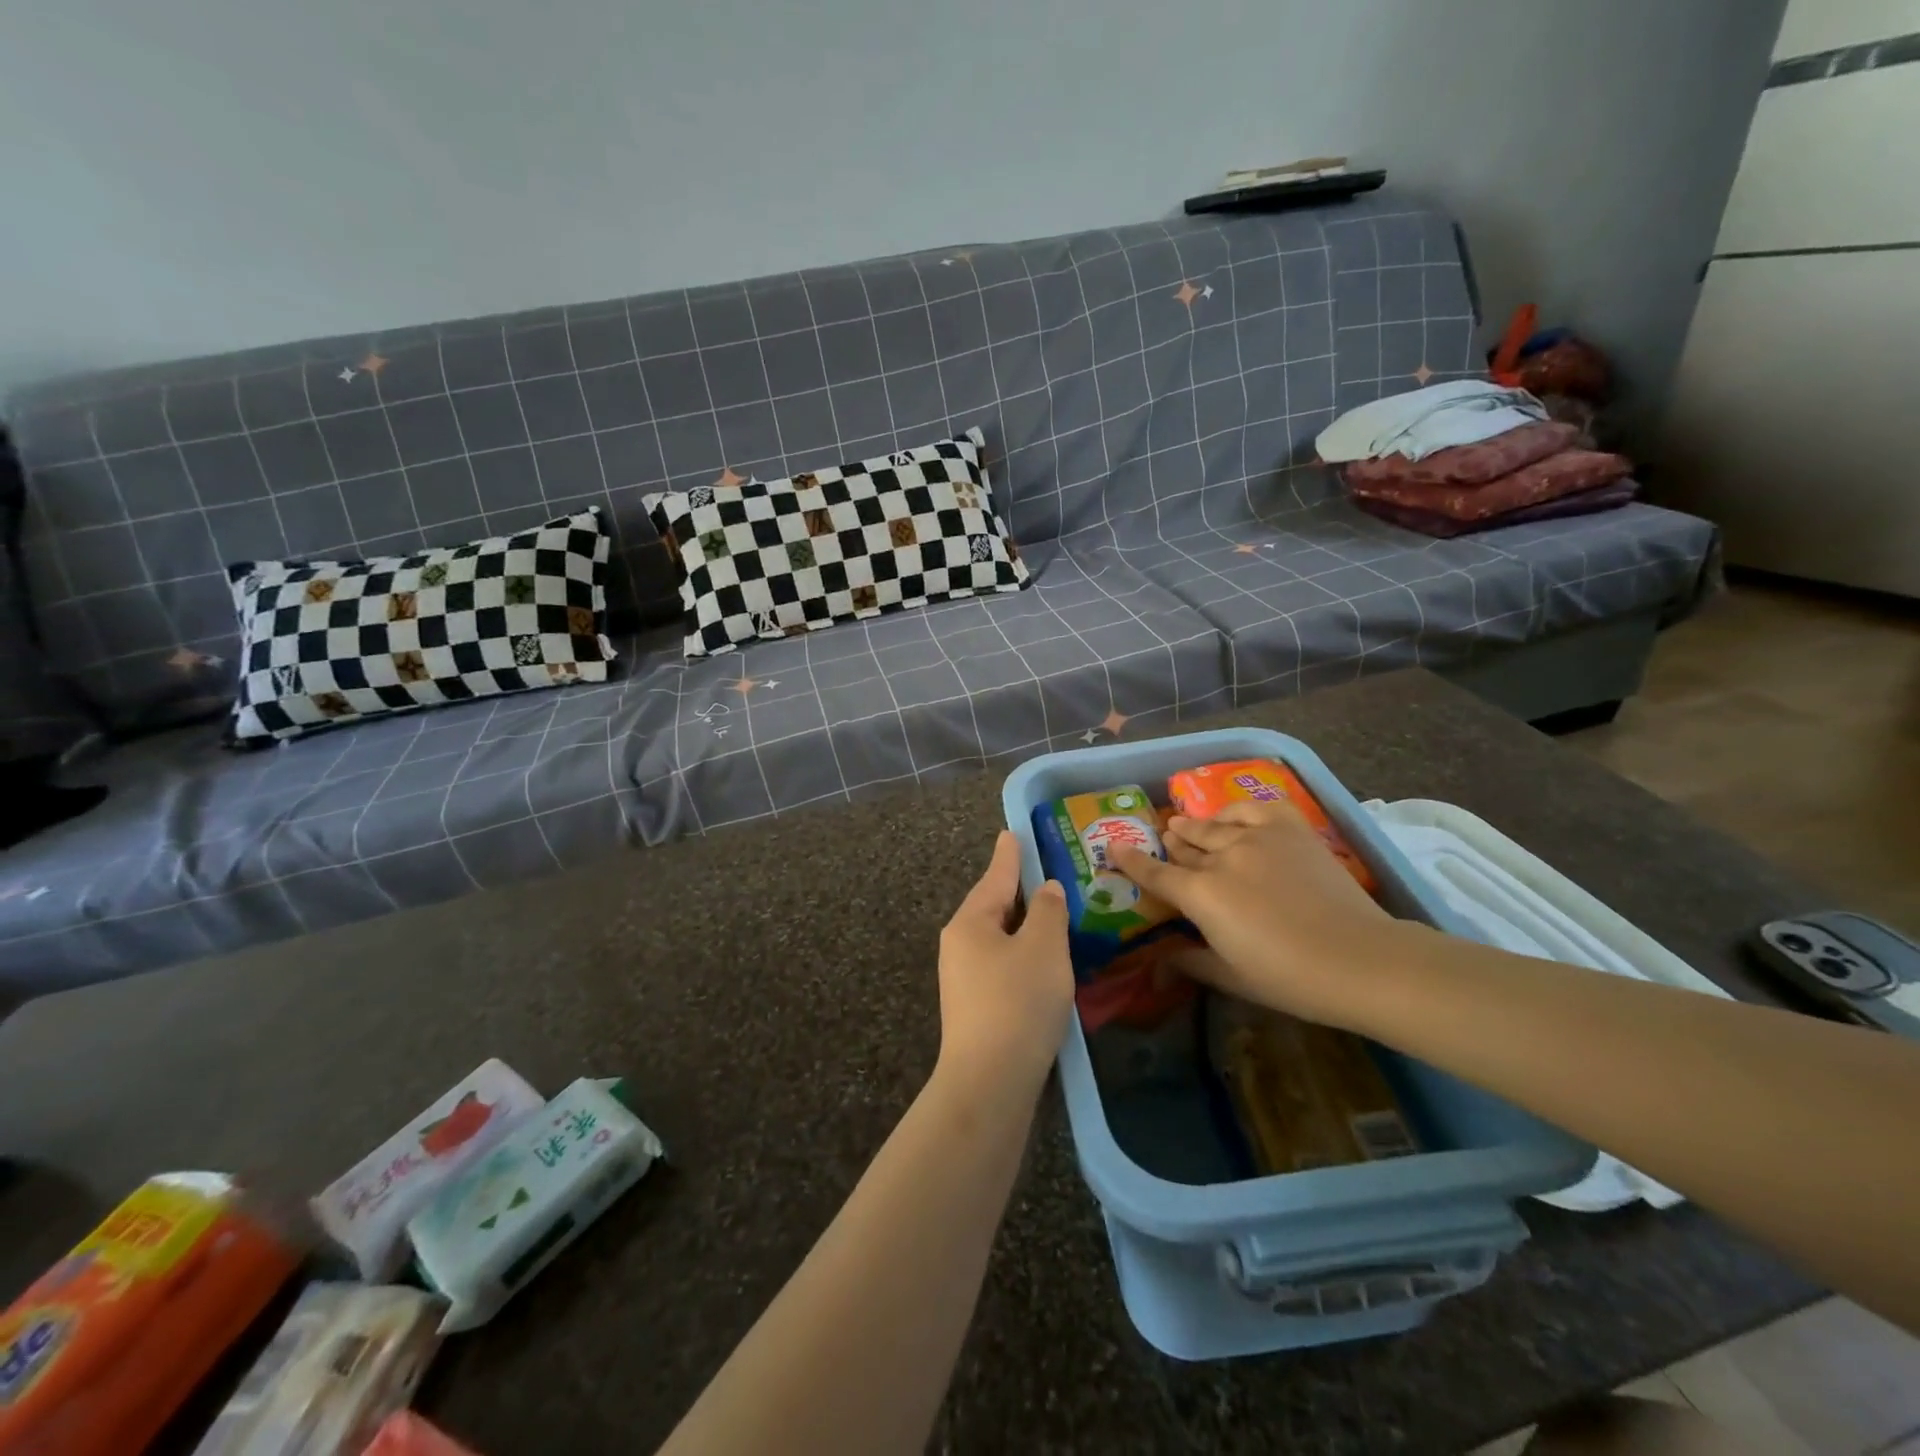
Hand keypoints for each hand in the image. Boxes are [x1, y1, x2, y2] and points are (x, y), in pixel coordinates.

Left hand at [937, 831, 1074, 1091]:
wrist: (989, 1083)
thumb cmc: (1018, 1002)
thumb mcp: (1044, 948)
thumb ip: (1048, 911)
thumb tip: (1045, 891)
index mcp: (970, 922)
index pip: (995, 877)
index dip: (1009, 855)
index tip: (1010, 833)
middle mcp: (959, 945)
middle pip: (994, 908)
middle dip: (1019, 893)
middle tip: (1045, 874)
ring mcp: (963, 980)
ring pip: (1000, 940)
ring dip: (1025, 929)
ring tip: (1053, 917)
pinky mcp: (975, 1009)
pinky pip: (1003, 967)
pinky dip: (1024, 958)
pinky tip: (1044, 965)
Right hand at [1112, 800, 1405, 1027]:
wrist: (1361, 960)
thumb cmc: (1291, 979)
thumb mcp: (1232, 977)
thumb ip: (1190, 961)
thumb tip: (1159, 959)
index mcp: (1201, 896)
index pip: (1154, 873)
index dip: (1130, 860)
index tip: (1113, 847)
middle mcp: (1221, 858)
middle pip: (1184, 845)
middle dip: (1169, 843)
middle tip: (1163, 841)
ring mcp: (1256, 838)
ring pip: (1212, 825)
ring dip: (1194, 826)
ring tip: (1185, 825)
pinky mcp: (1289, 830)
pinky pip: (1252, 808)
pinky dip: (1236, 811)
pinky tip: (1232, 818)